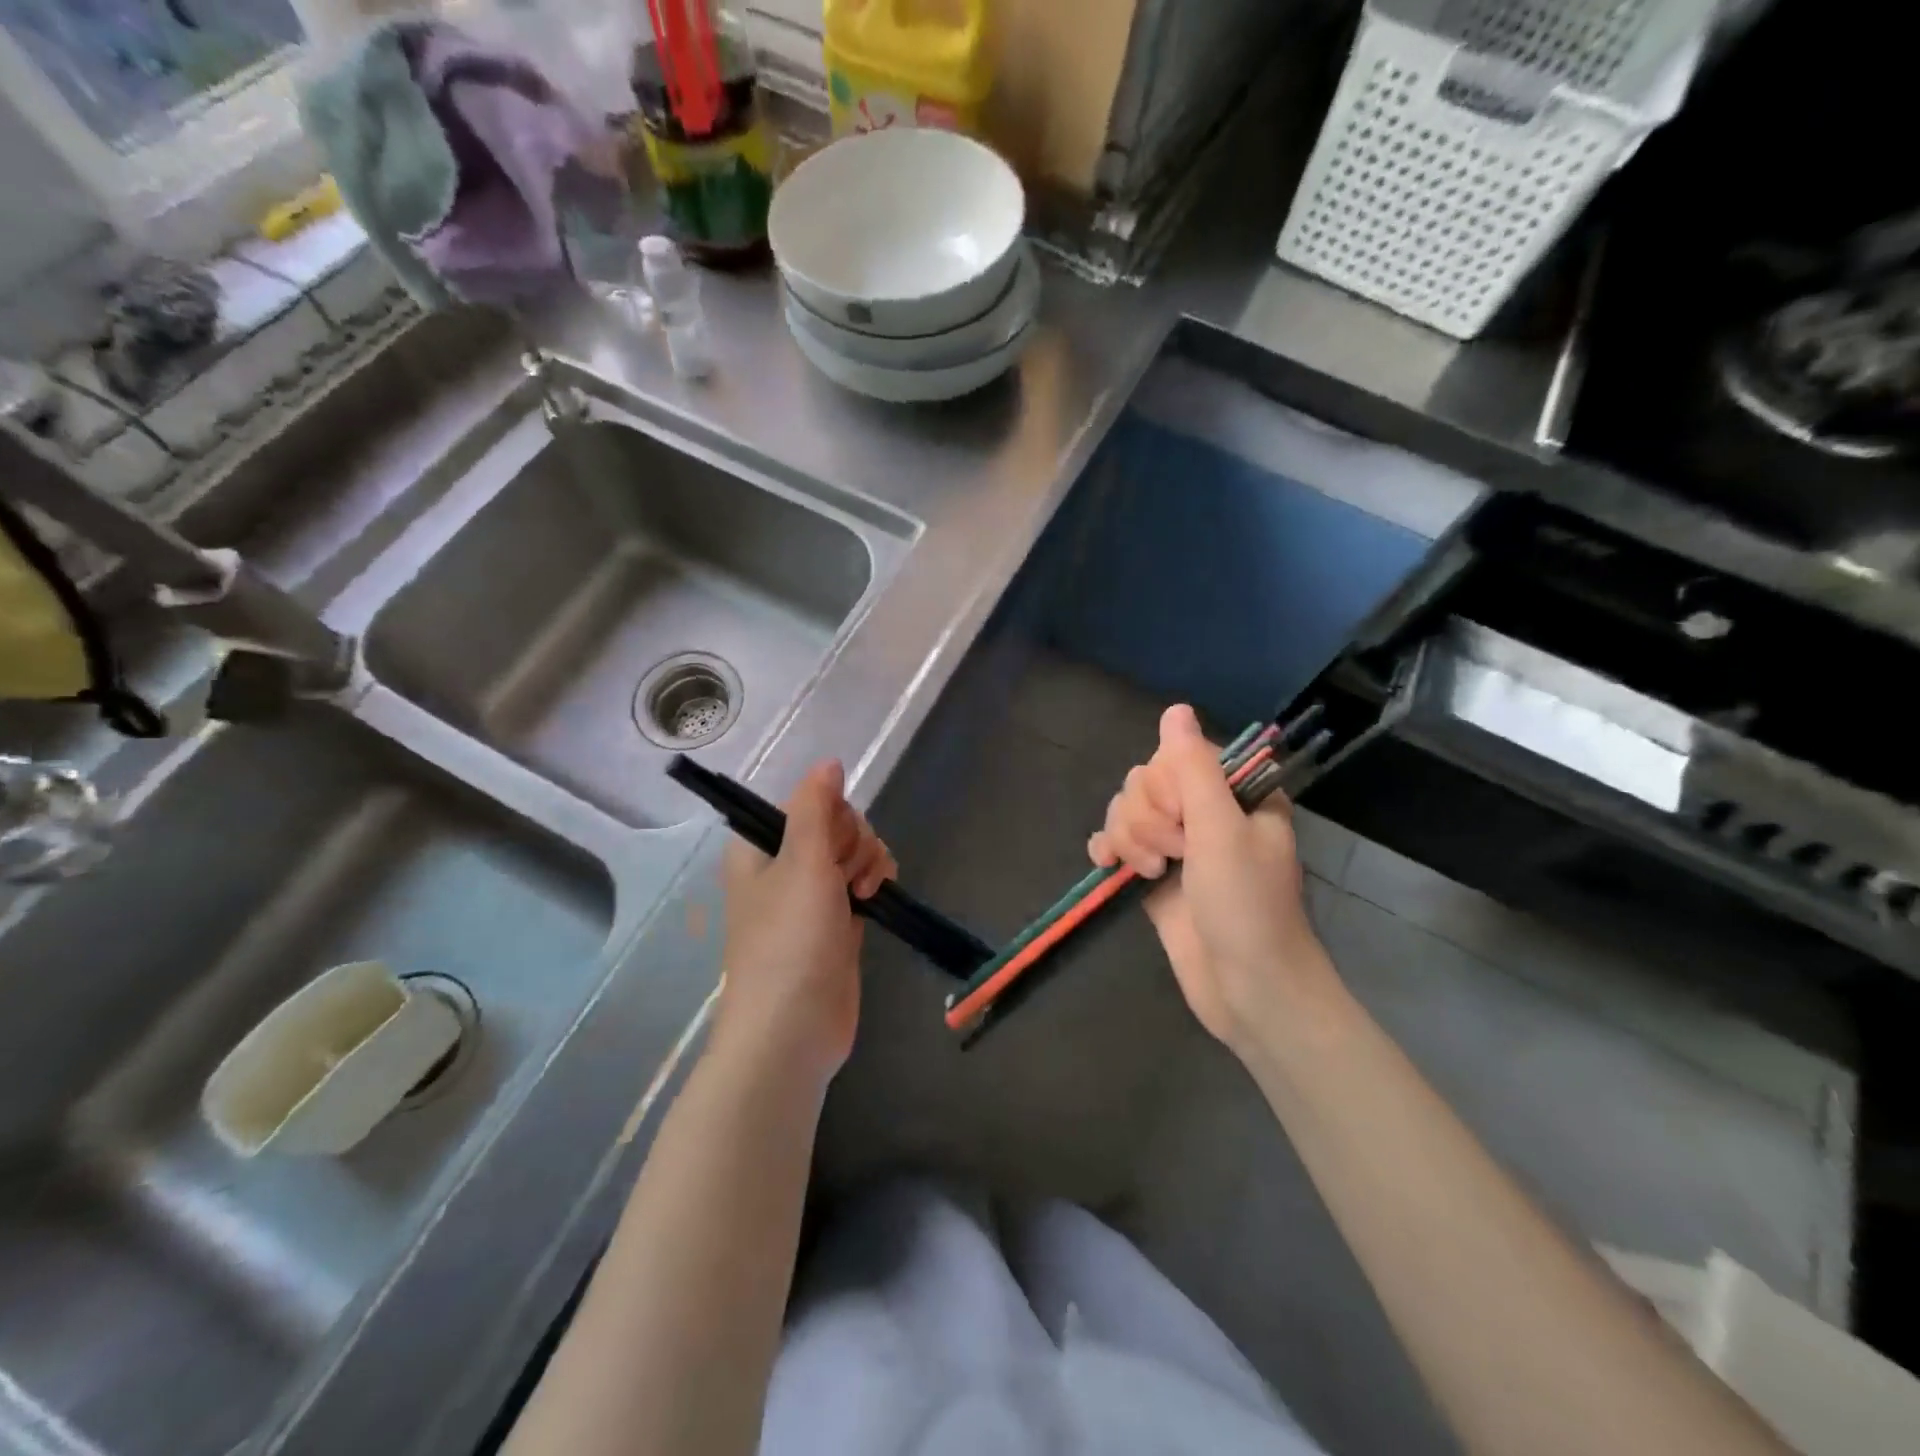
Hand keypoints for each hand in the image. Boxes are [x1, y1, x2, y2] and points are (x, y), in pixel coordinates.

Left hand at [713, 761, 895, 1087]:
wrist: (792, 1030)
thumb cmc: (790, 940)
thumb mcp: (801, 861)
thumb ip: (816, 806)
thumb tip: (829, 761)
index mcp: (760, 847)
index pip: (807, 802)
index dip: (832, 815)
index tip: (834, 843)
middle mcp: (783, 866)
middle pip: (836, 825)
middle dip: (854, 841)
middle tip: (846, 876)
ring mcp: (812, 897)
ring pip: (853, 853)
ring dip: (868, 862)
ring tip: (864, 894)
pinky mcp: (837, 923)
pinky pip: (862, 882)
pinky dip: (874, 884)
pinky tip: (876, 899)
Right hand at [1088, 705, 1340, 1053]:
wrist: (1246, 988)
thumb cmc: (1246, 905)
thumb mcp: (1221, 829)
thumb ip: (1194, 768)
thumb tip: (1175, 709)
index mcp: (1235, 793)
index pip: (1177, 756)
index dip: (1166, 786)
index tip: (1183, 821)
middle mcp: (1205, 811)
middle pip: (1146, 782)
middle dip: (1148, 819)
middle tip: (1174, 855)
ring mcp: (1178, 844)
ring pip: (1128, 811)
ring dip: (1130, 840)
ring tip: (1153, 874)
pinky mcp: (1154, 874)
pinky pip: (1116, 842)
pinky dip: (1109, 851)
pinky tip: (1108, 867)